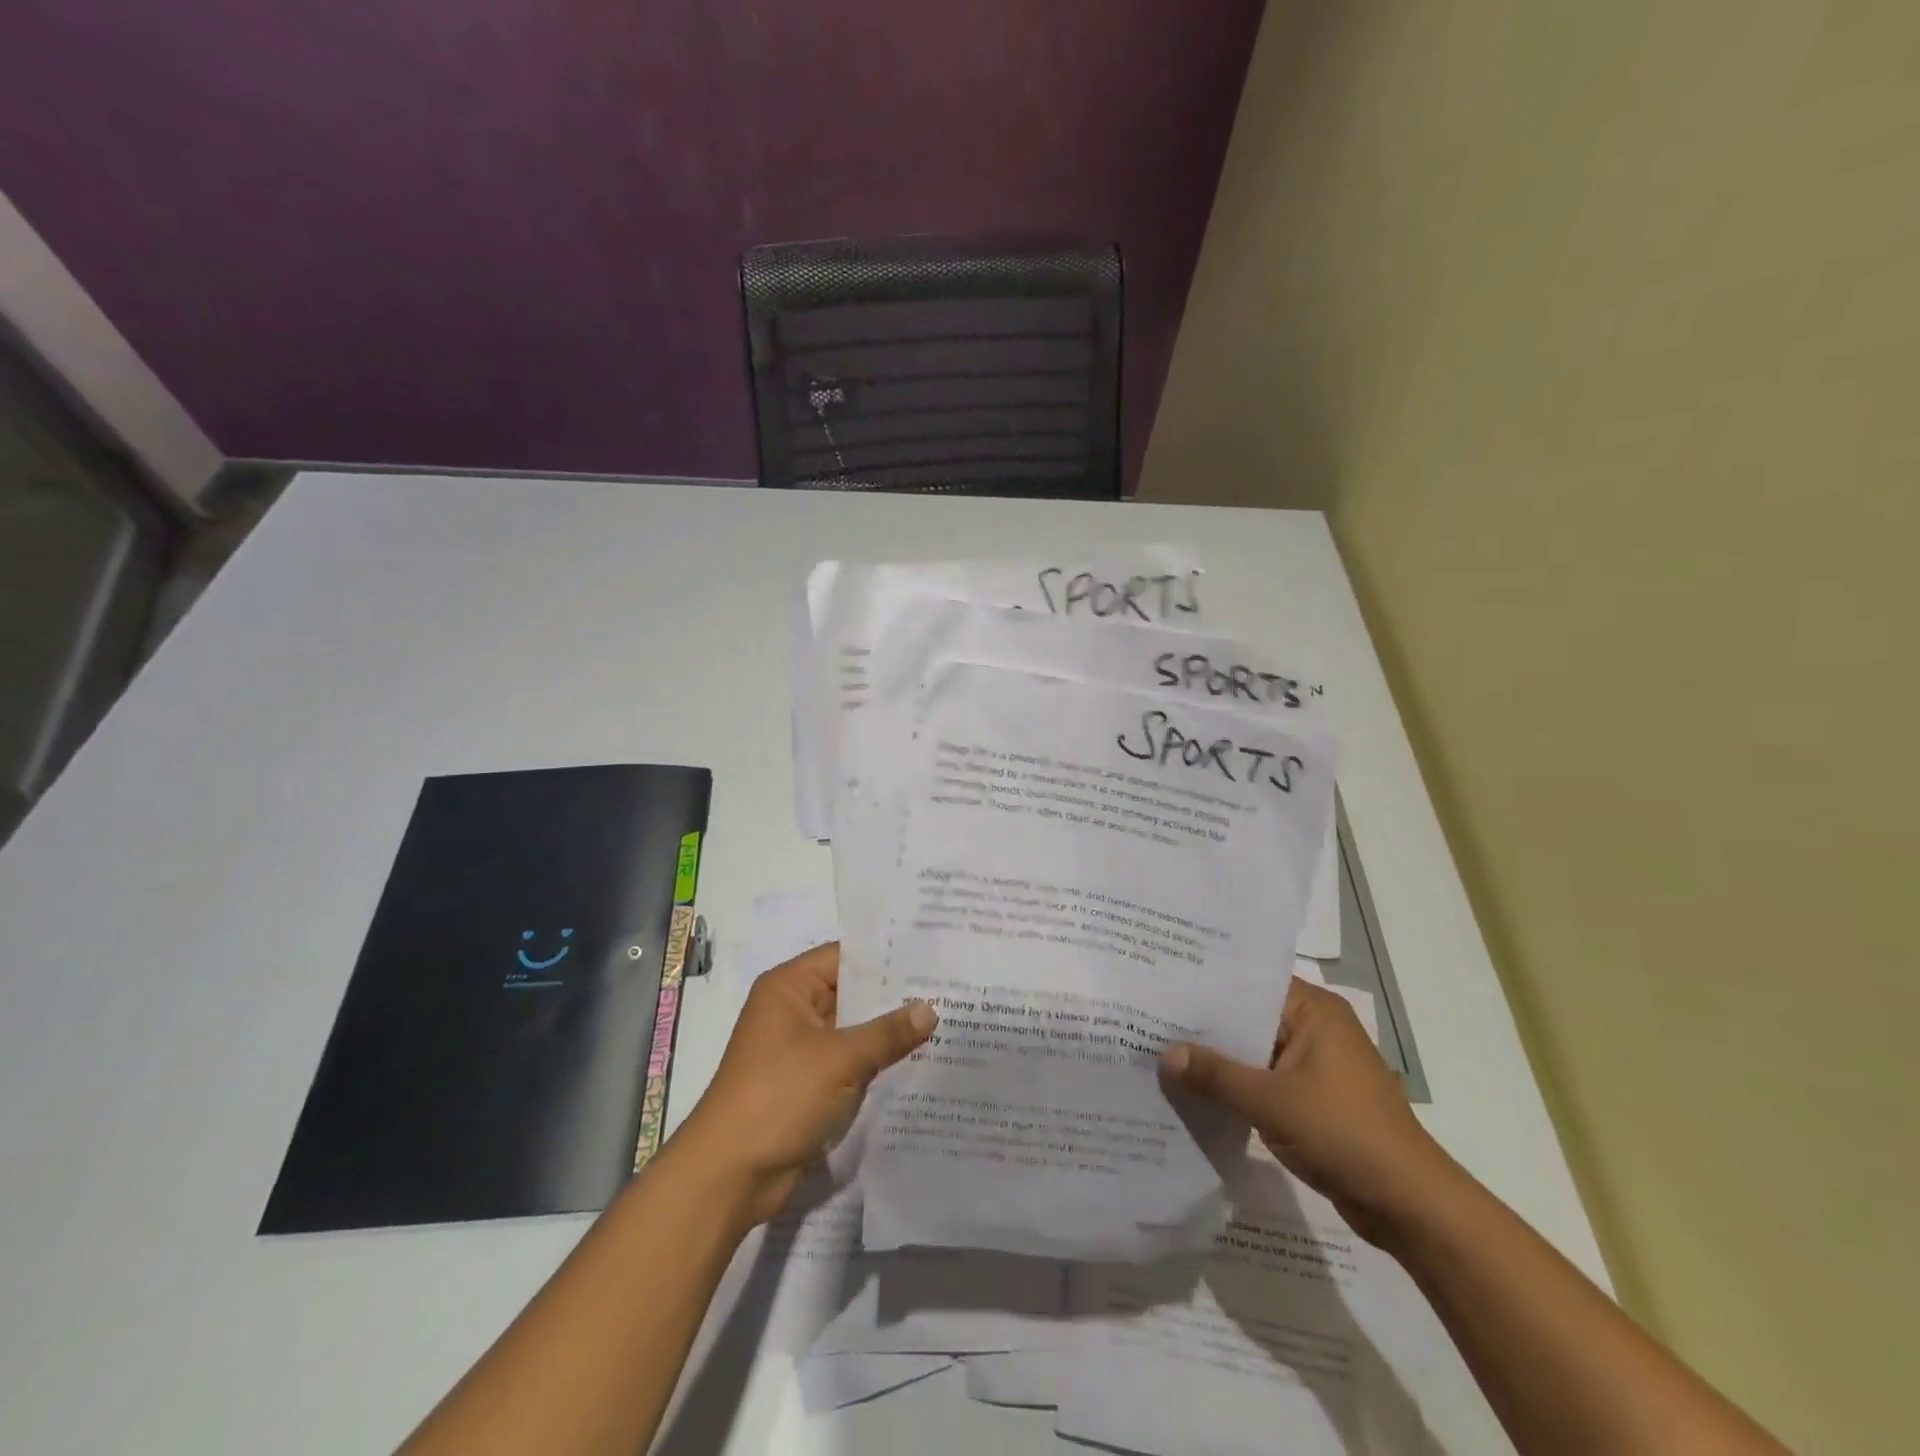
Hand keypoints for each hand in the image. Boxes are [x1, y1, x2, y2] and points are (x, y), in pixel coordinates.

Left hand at [675, 943, 935, 1226]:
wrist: (731, 1174)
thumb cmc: (780, 1096)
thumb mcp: (840, 1059)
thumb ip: (888, 1033)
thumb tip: (931, 1009)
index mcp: (789, 987)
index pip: (845, 956)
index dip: (886, 956)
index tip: (930, 956)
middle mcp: (793, 1009)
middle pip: (850, 992)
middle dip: (894, 995)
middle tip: (947, 988)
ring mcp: (799, 1048)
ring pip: (853, 1028)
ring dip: (888, 1030)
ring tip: (944, 1019)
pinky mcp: (807, 1082)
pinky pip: (849, 1060)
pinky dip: (876, 1060)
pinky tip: (918, 1058)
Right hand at [1161, 976, 1456, 1246]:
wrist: (1410, 1207)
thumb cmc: (1344, 1133)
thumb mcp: (1270, 1101)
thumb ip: (1215, 1075)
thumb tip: (1165, 1055)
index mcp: (1313, 1010)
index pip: (1249, 982)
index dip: (1207, 982)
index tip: (1161, 981)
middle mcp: (1315, 1028)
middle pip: (1249, 1017)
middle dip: (1205, 1025)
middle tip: (1149, 1016)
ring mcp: (1315, 1066)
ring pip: (1254, 1052)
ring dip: (1219, 1060)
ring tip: (1161, 1052)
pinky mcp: (1314, 1099)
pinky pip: (1264, 1081)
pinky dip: (1237, 1087)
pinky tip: (1196, 1092)